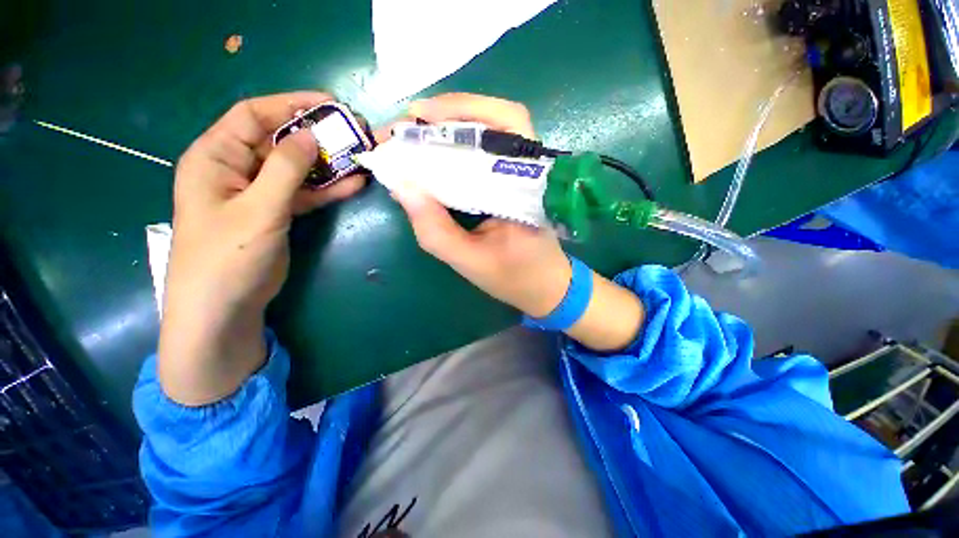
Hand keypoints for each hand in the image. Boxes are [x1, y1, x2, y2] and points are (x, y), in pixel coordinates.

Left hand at [159, 92, 364, 405]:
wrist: (225, 307)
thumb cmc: (228, 257)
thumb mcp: (257, 209)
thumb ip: (284, 170)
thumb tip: (309, 134)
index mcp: (215, 157)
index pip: (253, 115)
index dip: (290, 105)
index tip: (329, 104)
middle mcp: (235, 168)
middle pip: (279, 140)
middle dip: (315, 135)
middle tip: (352, 132)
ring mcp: (259, 192)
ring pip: (297, 168)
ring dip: (327, 163)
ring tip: (360, 156)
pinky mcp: (277, 212)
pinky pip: (304, 193)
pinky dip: (327, 188)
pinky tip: (353, 184)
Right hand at [391, 93, 571, 317]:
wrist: (544, 287)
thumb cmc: (515, 277)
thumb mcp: (470, 261)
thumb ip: (436, 230)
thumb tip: (401, 186)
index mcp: (527, 185)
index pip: (505, 124)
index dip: (461, 109)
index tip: (417, 116)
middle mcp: (528, 170)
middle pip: (495, 120)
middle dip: (446, 115)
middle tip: (406, 125)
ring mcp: (521, 174)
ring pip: (489, 133)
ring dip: (449, 128)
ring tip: (414, 135)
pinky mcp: (511, 183)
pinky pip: (484, 155)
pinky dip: (456, 149)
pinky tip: (433, 156)